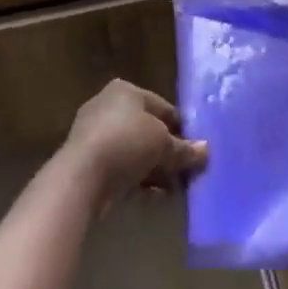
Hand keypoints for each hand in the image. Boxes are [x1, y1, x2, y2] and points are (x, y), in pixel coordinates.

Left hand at [62, 80, 208, 209]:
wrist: (81, 176)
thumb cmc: (126, 143)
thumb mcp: (163, 144)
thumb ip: (184, 149)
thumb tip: (206, 150)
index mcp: (125, 91)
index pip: (162, 107)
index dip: (181, 128)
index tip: (196, 149)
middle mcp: (108, 106)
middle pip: (148, 130)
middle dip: (167, 153)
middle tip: (187, 172)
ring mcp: (95, 135)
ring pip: (135, 151)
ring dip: (155, 170)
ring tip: (175, 190)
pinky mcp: (87, 162)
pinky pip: (121, 168)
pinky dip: (138, 180)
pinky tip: (155, 197)